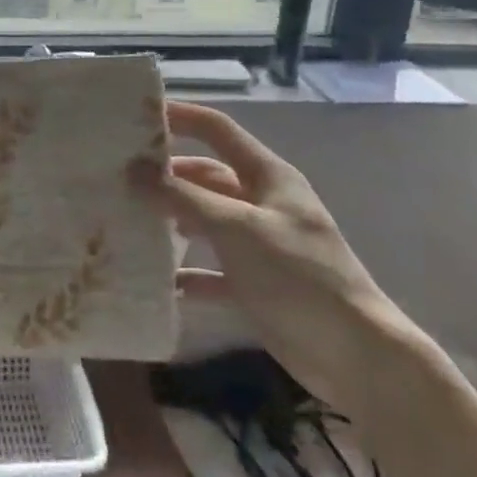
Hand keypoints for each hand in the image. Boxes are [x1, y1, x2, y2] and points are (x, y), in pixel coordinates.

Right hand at [136, 102, 417, 415]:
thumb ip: (183, 198)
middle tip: (117, 176)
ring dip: (171, 221)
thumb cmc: (300, 277)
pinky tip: (157, 279)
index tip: (134, 116)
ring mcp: (260, 244)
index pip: (216, 130)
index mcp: (267, 176)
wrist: (359, 359)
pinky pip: (211, 269)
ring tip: (127, 221)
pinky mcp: (256, 284)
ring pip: (204, 220)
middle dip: (165, 175)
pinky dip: (187, 272)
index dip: (179, 116)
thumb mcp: (237, 229)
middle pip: (205, 176)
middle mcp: (262, 202)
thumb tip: (133, 169)